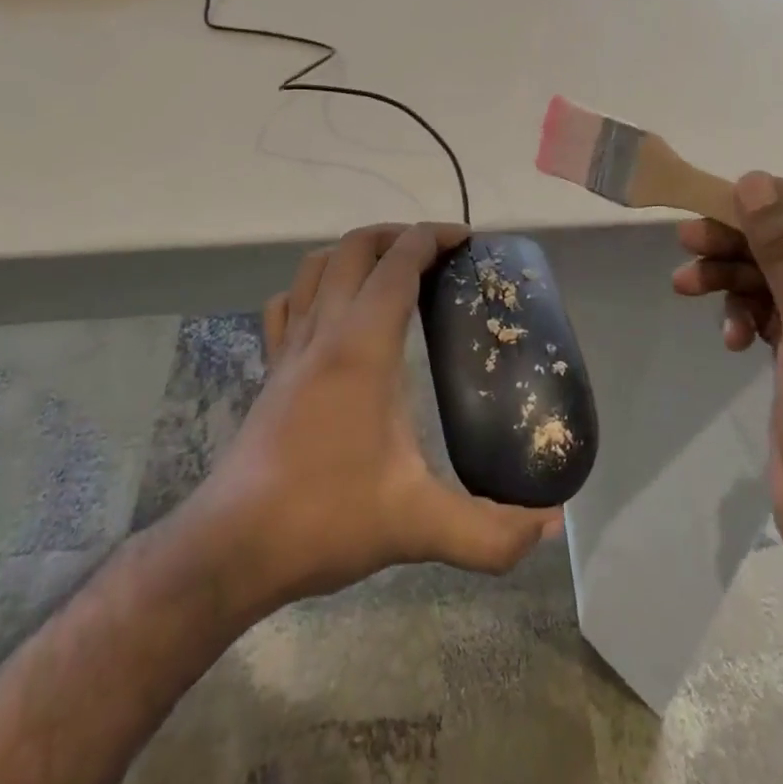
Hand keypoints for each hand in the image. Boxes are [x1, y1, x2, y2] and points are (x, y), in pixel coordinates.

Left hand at [196, 223, 560, 611]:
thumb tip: (551, 526)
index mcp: (361, 346)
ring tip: (390, 271)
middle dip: (398, 235)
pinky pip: (288, 303)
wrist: (231, 547)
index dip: (433, 238)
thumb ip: (490, 533)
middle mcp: (323, 331)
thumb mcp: (417, 526)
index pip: (398, 263)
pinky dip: (314, 286)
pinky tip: (331, 310)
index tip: (467, 240)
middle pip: (355, 248)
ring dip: (355, 252)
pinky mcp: (270, 370)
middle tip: (436, 255)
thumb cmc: (325, 518)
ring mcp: (289, 347)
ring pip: (316, 265)